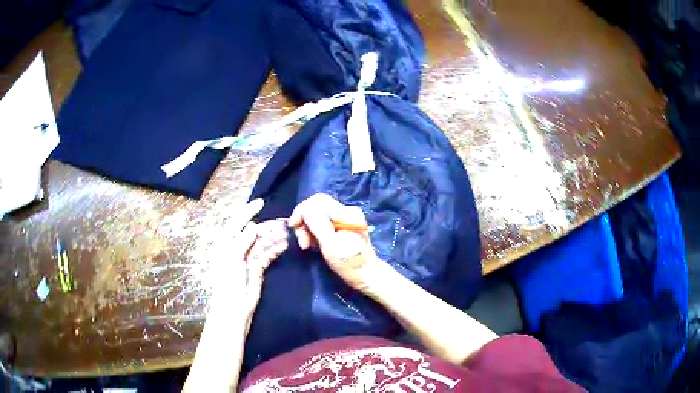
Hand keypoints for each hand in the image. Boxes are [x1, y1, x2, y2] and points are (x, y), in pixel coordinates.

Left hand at [205, 200, 287, 327]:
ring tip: (286, 234)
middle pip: (252, 232)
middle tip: (282, 223)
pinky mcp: (258, 268)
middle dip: (266, 227)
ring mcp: (248, 258)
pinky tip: (284, 245)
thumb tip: (253, 225)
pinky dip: (275, 249)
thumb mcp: (232, 258)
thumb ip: (242, 240)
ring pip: (262, 243)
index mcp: (226, 243)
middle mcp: (237, 248)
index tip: (261, 202)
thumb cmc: (228, 282)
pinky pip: (267, 254)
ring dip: (273, 238)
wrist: (234, 307)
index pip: (236, 222)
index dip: (247, 211)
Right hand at [288, 194, 383, 290]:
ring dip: (308, 228)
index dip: (302, 211)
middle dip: (304, 221)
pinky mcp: (342, 224)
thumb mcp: (331, 246)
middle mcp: (347, 210)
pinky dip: (314, 231)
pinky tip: (314, 243)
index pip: (318, 201)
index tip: (293, 227)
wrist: (366, 274)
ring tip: (307, 245)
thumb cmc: (349, 264)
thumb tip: (305, 209)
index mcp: (347, 214)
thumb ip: (317, 225)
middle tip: (302, 242)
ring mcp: (345, 217)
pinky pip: (322, 221)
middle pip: (317, 206)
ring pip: (317, 214)